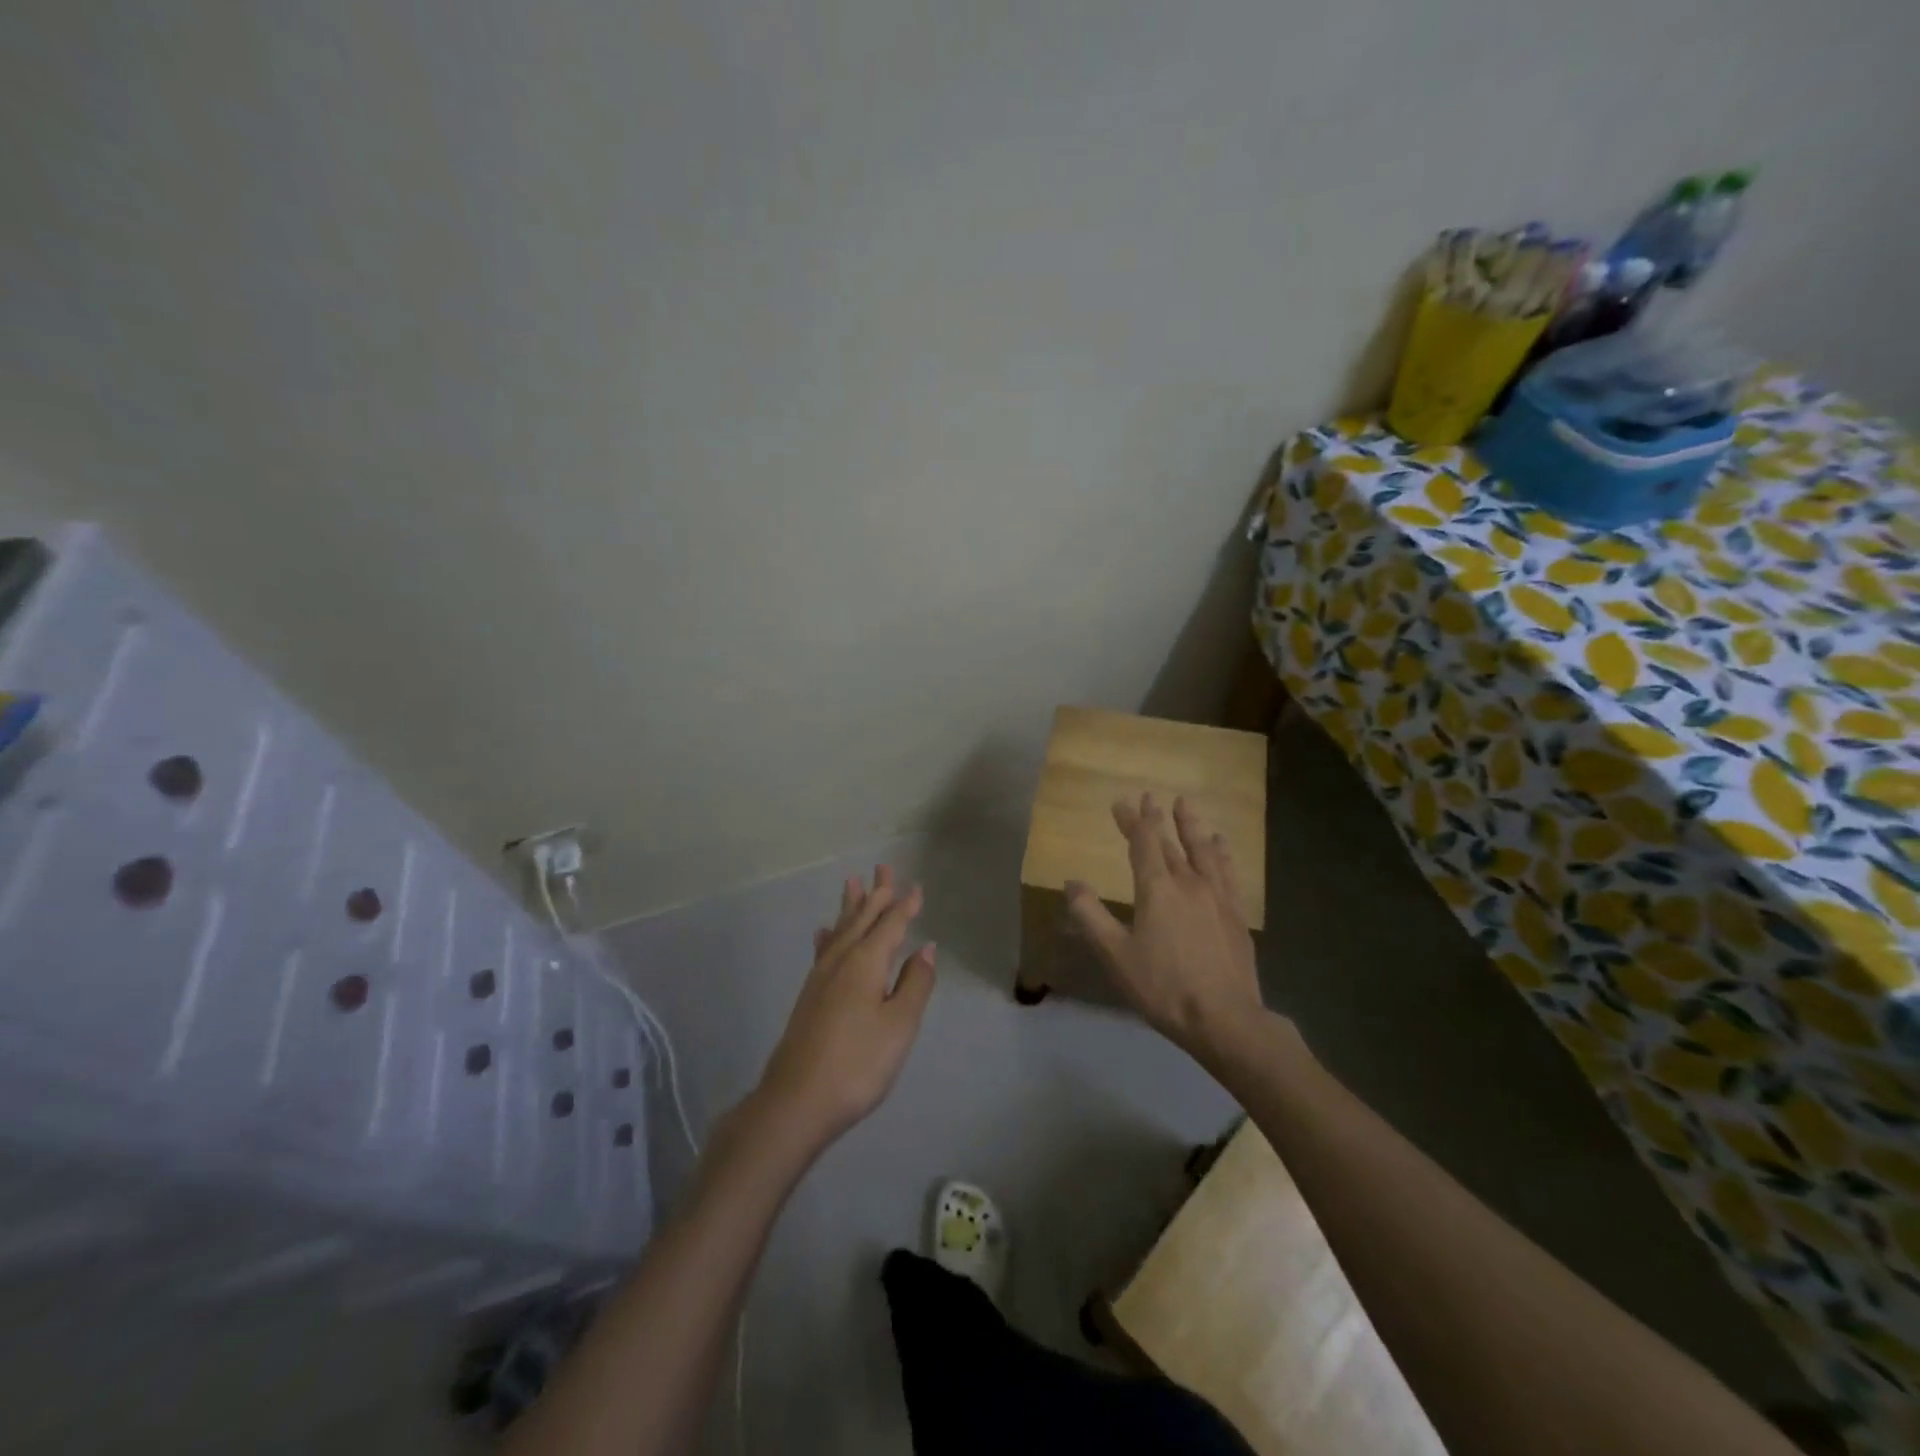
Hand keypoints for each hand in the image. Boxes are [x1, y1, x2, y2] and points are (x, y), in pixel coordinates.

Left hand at [752, 866, 935, 1157]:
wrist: (797, 1102)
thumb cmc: (857, 1063)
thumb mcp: (899, 1025)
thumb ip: (915, 984)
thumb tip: (925, 948)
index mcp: (866, 963)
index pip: (891, 925)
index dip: (905, 906)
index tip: (916, 887)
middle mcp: (841, 961)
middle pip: (862, 919)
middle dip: (876, 894)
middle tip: (883, 867)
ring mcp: (821, 978)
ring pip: (841, 930)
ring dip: (851, 907)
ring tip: (852, 884)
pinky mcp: (809, 996)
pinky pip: (824, 950)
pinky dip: (829, 936)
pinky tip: (825, 933)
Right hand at [1067, 794, 1262, 1059]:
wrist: (1225, 1018)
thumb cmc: (1163, 987)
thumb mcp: (1115, 955)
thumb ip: (1090, 916)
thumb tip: (1072, 883)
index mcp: (1157, 889)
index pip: (1143, 843)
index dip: (1132, 820)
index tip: (1123, 802)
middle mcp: (1189, 883)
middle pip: (1171, 842)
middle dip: (1157, 818)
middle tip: (1150, 797)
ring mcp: (1218, 897)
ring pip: (1203, 850)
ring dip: (1192, 826)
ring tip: (1187, 806)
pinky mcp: (1236, 914)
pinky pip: (1227, 871)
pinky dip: (1220, 852)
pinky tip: (1221, 847)